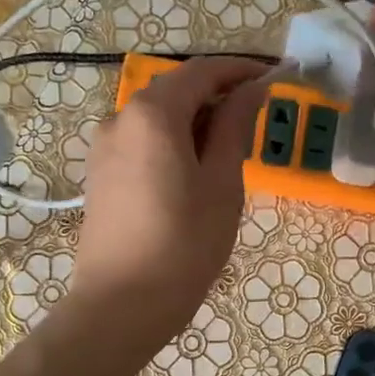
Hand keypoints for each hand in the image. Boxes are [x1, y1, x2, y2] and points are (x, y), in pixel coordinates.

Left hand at [68, 54, 269, 350]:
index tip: (275, 77)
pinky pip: (142, 142)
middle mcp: (120, 118)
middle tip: (257, 119)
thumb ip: (235, 128)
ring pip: (158, 118)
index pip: (202, 72)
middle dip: (218, 96)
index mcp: (153, 114)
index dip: (240, 70)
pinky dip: (173, 142)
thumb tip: (252, 90)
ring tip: (230, 153)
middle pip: (176, 91)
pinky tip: (195, 172)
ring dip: (195, 122)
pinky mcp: (100, 174)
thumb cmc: (184, 246)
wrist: (120, 305)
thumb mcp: (223, 184)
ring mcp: (104, 147)